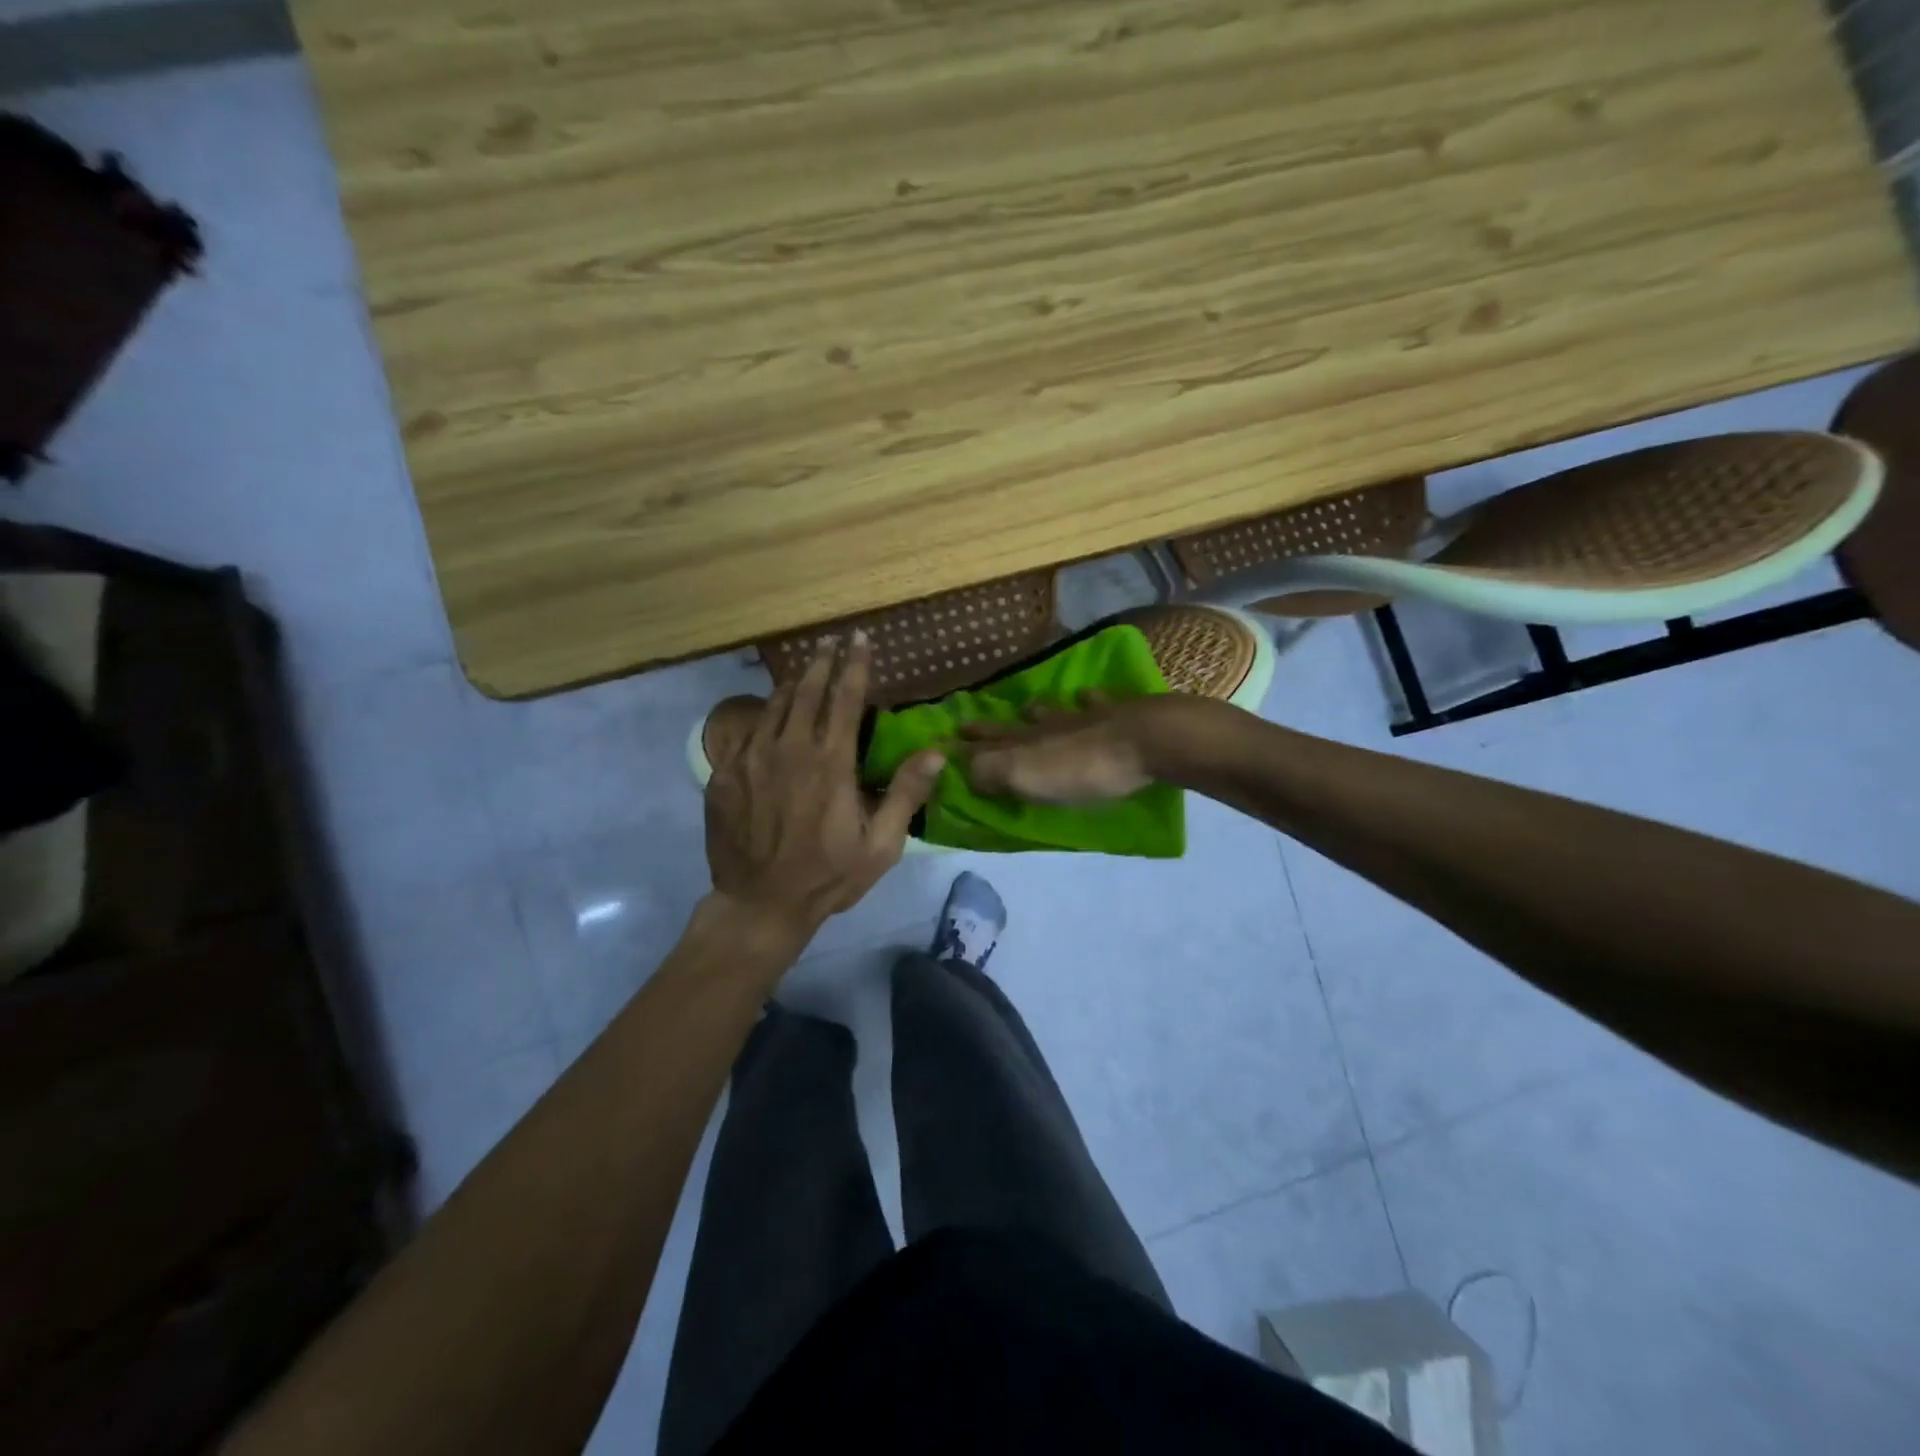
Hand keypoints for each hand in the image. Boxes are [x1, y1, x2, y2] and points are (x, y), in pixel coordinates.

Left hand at [705, 633, 944, 944]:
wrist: (758, 904)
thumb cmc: (827, 876)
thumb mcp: (880, 845)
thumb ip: (905, 794)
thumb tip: (936, 752)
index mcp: (830, 763)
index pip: (845, 699)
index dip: (855, 665)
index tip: (859, 639)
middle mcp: (789, 750)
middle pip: (806, 691)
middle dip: (821, 662)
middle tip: (829, 642)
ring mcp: (751, 759)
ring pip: (772, 706)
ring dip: (791, 684)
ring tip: (803, 670)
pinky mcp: (725, 774)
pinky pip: (745, 732)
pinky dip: (761, 715)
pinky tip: (768, 714)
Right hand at [962, 693, 1198, 803]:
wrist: (1147, 740)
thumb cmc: (1083, 767)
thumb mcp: (1026, 776)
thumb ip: (990, 771)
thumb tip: (962, 767)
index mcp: (1026, 742)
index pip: (987, 745)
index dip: (966, 746)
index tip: (946, 739)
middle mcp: (1050, 725)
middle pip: (1014, 726)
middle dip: (991, 727)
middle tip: (968, 722)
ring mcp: (1085, 716)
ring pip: (1054, 711)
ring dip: (1037, 710)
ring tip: (1026, 707)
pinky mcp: (1119, 715)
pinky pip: (1097, 703)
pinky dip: (1089, 701)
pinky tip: (1088, 696)